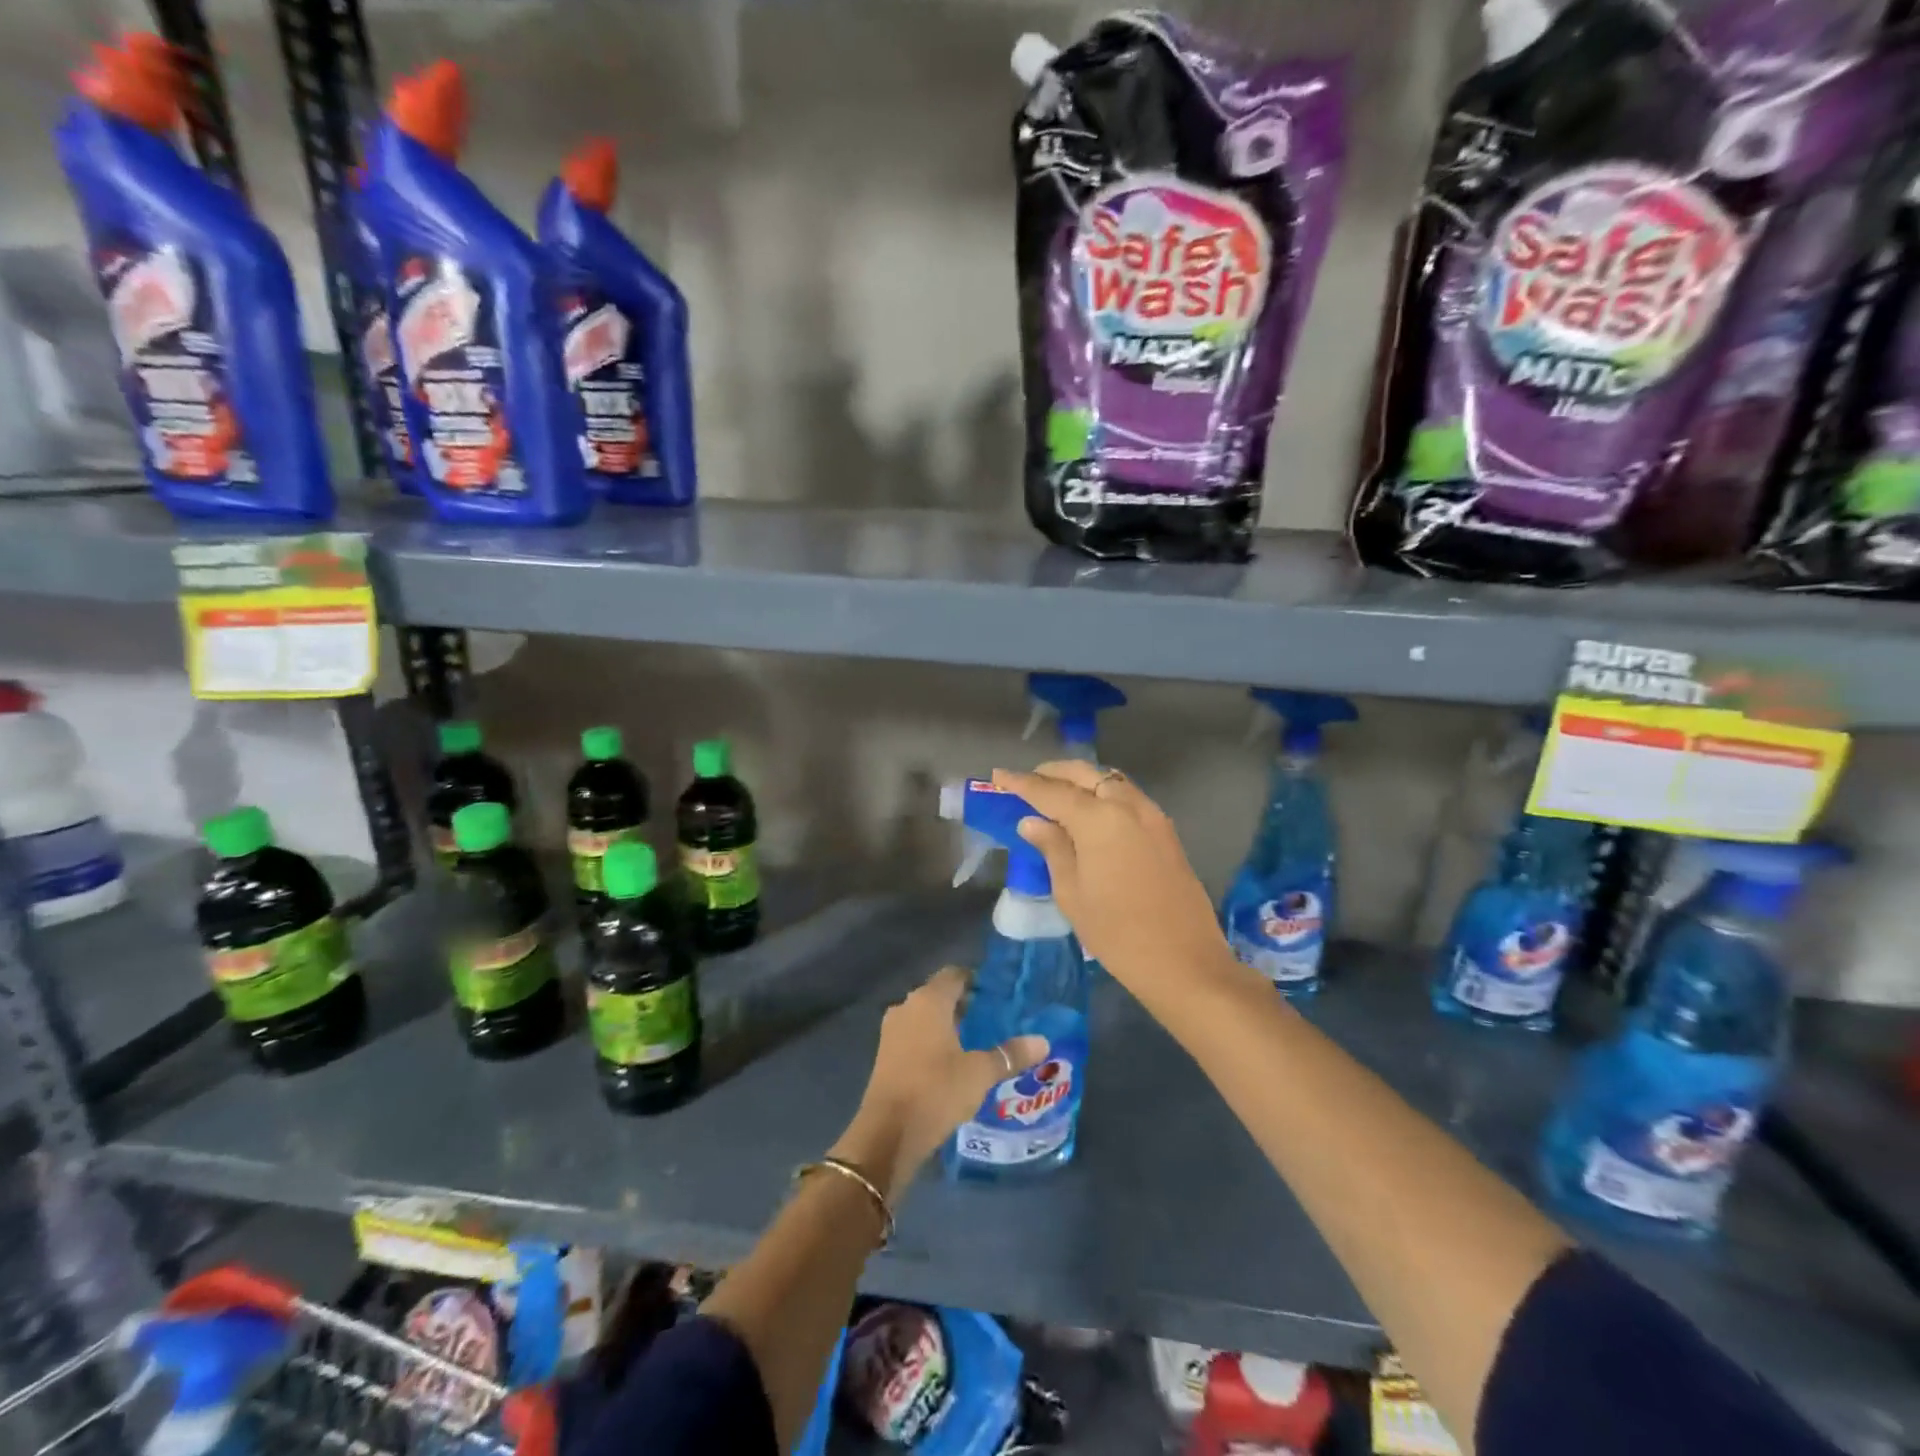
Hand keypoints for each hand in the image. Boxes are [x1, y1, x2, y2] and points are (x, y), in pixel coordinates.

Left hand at [830, 967, 1046, 1196]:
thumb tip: (1043, 1041)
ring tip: (978, 1040)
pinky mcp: (886, 1055)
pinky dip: (933, 1042)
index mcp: (928, 1001)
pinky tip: (954, 1062)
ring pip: (925, 1017)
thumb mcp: (979, 1073)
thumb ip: (1009, 1054)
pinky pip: (915, 1036)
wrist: (887, 1134)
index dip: (975, 979)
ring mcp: (892, 1031)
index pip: (954, 975)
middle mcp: (907, 1007)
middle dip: (964, 1003)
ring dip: (948, 1025)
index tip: (997, 992)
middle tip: (994, 1017)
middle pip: (939, 994)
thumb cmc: (935, 1091)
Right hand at [992, 762, 1232, 1004]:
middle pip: (1085, 774)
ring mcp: (1152, 816)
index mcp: (1099, 819)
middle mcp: (1127, 805)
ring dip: (1082, 779)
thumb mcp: (1072, 893)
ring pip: (1111, 780)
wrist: (1184, 961)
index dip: (1022, 783)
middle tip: (1028, 780)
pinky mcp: (1166, 831)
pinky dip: (1105, 792)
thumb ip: (1053, 849)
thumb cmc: (1117, 933)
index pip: (1051, 791)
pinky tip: (1092, 810)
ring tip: (1057, 792)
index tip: (999, 774)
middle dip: (1054, 772)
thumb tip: (1033, 822)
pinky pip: (1129, 796)